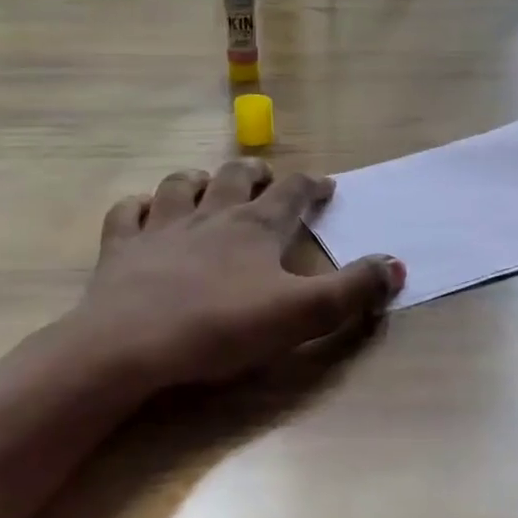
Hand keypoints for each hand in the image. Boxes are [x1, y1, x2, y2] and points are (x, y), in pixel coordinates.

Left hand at [73, 159, 403, 391]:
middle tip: (266, 177)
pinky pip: (127, 213)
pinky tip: (142, 212)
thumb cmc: (222, 327)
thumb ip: (353, 290)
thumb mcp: (302, 314)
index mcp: (256, 227)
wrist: (132, 345)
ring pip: (180, 185)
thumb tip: (396, 264)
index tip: (325, 185)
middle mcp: (210, 215)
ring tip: (206, 184)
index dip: (312, 185)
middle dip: (255, 173)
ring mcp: (161, 227)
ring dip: (197, 179)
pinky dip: (138, 207)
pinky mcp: (121, 248)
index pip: (292, 192)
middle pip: (235, 177)